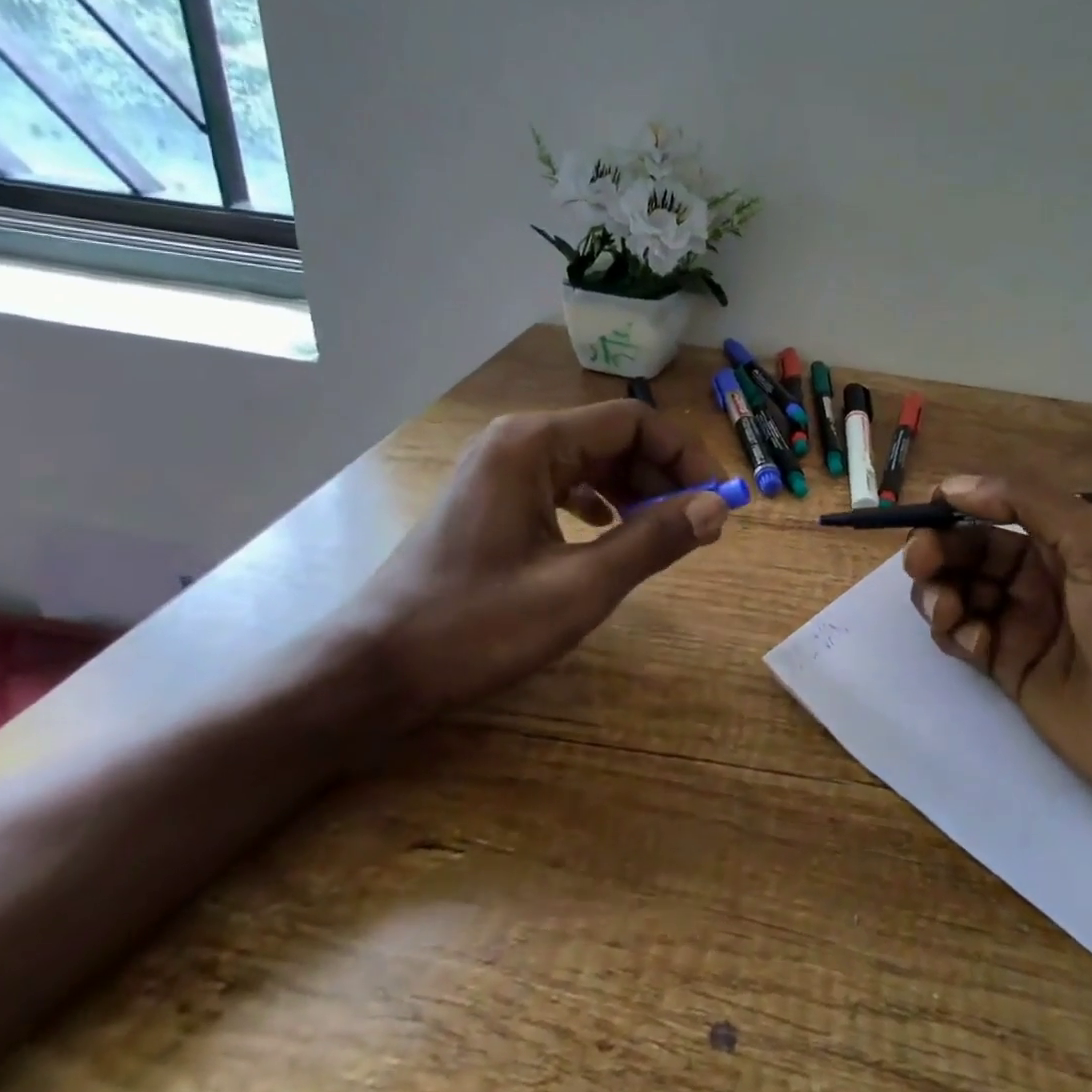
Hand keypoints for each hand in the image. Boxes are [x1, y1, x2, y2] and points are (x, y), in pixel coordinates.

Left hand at [361, 400, 731, 717]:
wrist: (373, 669)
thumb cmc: (476, 626)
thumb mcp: (579, 588)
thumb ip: (653, 541)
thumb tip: (717, 507)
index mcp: (534, 444)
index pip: (633, 421)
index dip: (684, 453)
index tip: (718, 496)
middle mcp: (517, 441)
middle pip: (613, 437)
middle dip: (663, 474)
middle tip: (699, 521)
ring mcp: (501, 467)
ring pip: (590, 460)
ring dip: (635, 489)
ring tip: (664, 529)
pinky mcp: (495, 496)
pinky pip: (564, 482)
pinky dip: (601, 501)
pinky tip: (612, 531)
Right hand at [902, 474, 1091, 831]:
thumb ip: (1032, 503)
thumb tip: (957, 486)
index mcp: (1061, 540)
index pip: (995, 508)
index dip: (957, 505)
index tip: (927, 513)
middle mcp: (1037, 575)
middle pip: (967, 549)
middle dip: (936, 549)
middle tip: (919, 564)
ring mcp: (1021, 622)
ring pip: (957, 590)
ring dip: (938, 592)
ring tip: (947, 612)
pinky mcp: (1008, 667)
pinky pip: (963, 636)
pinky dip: (955, 633)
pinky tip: (975, 646)